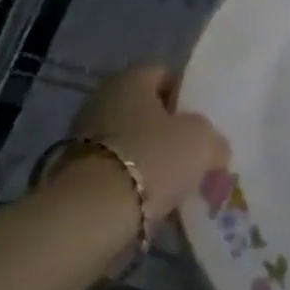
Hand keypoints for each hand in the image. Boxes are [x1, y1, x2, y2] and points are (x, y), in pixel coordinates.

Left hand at [69, 63, 227, 218]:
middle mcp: (102, 100)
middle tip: (195, 155)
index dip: (188, 96)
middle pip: (148, 112)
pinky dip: (135, 184)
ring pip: (133, 144)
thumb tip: (214, 150)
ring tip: (179, 185)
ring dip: (153, 161)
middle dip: (171, 133)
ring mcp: (84, 138)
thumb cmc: (152, 157)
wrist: (92, 214)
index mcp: (130, 79)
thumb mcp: (202, 141)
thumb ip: (213, 139)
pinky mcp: (75, 175)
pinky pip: (118, 173)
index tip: (205, 121)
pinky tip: (156, 203)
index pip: (166, 75)